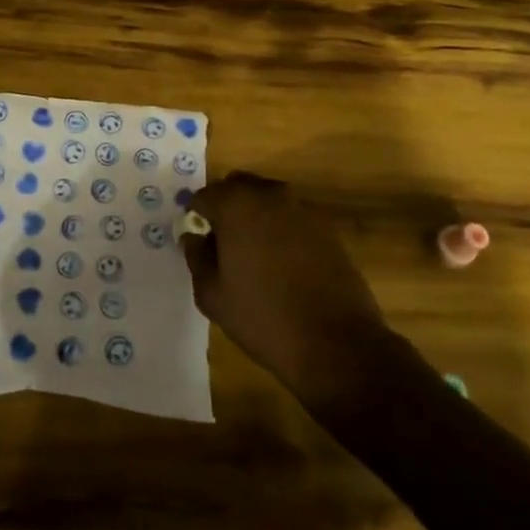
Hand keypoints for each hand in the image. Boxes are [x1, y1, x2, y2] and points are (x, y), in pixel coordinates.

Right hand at [180, 173, 391, 404]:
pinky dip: (280, 230)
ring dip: (255, 216)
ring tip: (252, 253)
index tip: (196, 237)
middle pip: (238, 187)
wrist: (335, 343)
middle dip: (225, 206)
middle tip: (220, 240)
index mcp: (236, 205)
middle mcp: (270, 196)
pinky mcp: (327, 229)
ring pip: (268, 200)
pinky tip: (281, 263)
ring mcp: (303, 210)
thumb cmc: (262, 317)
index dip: (196, 215)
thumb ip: (196, 257)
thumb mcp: (212, 294)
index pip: (205, 196)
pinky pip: (292, 218)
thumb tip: (193, 236)